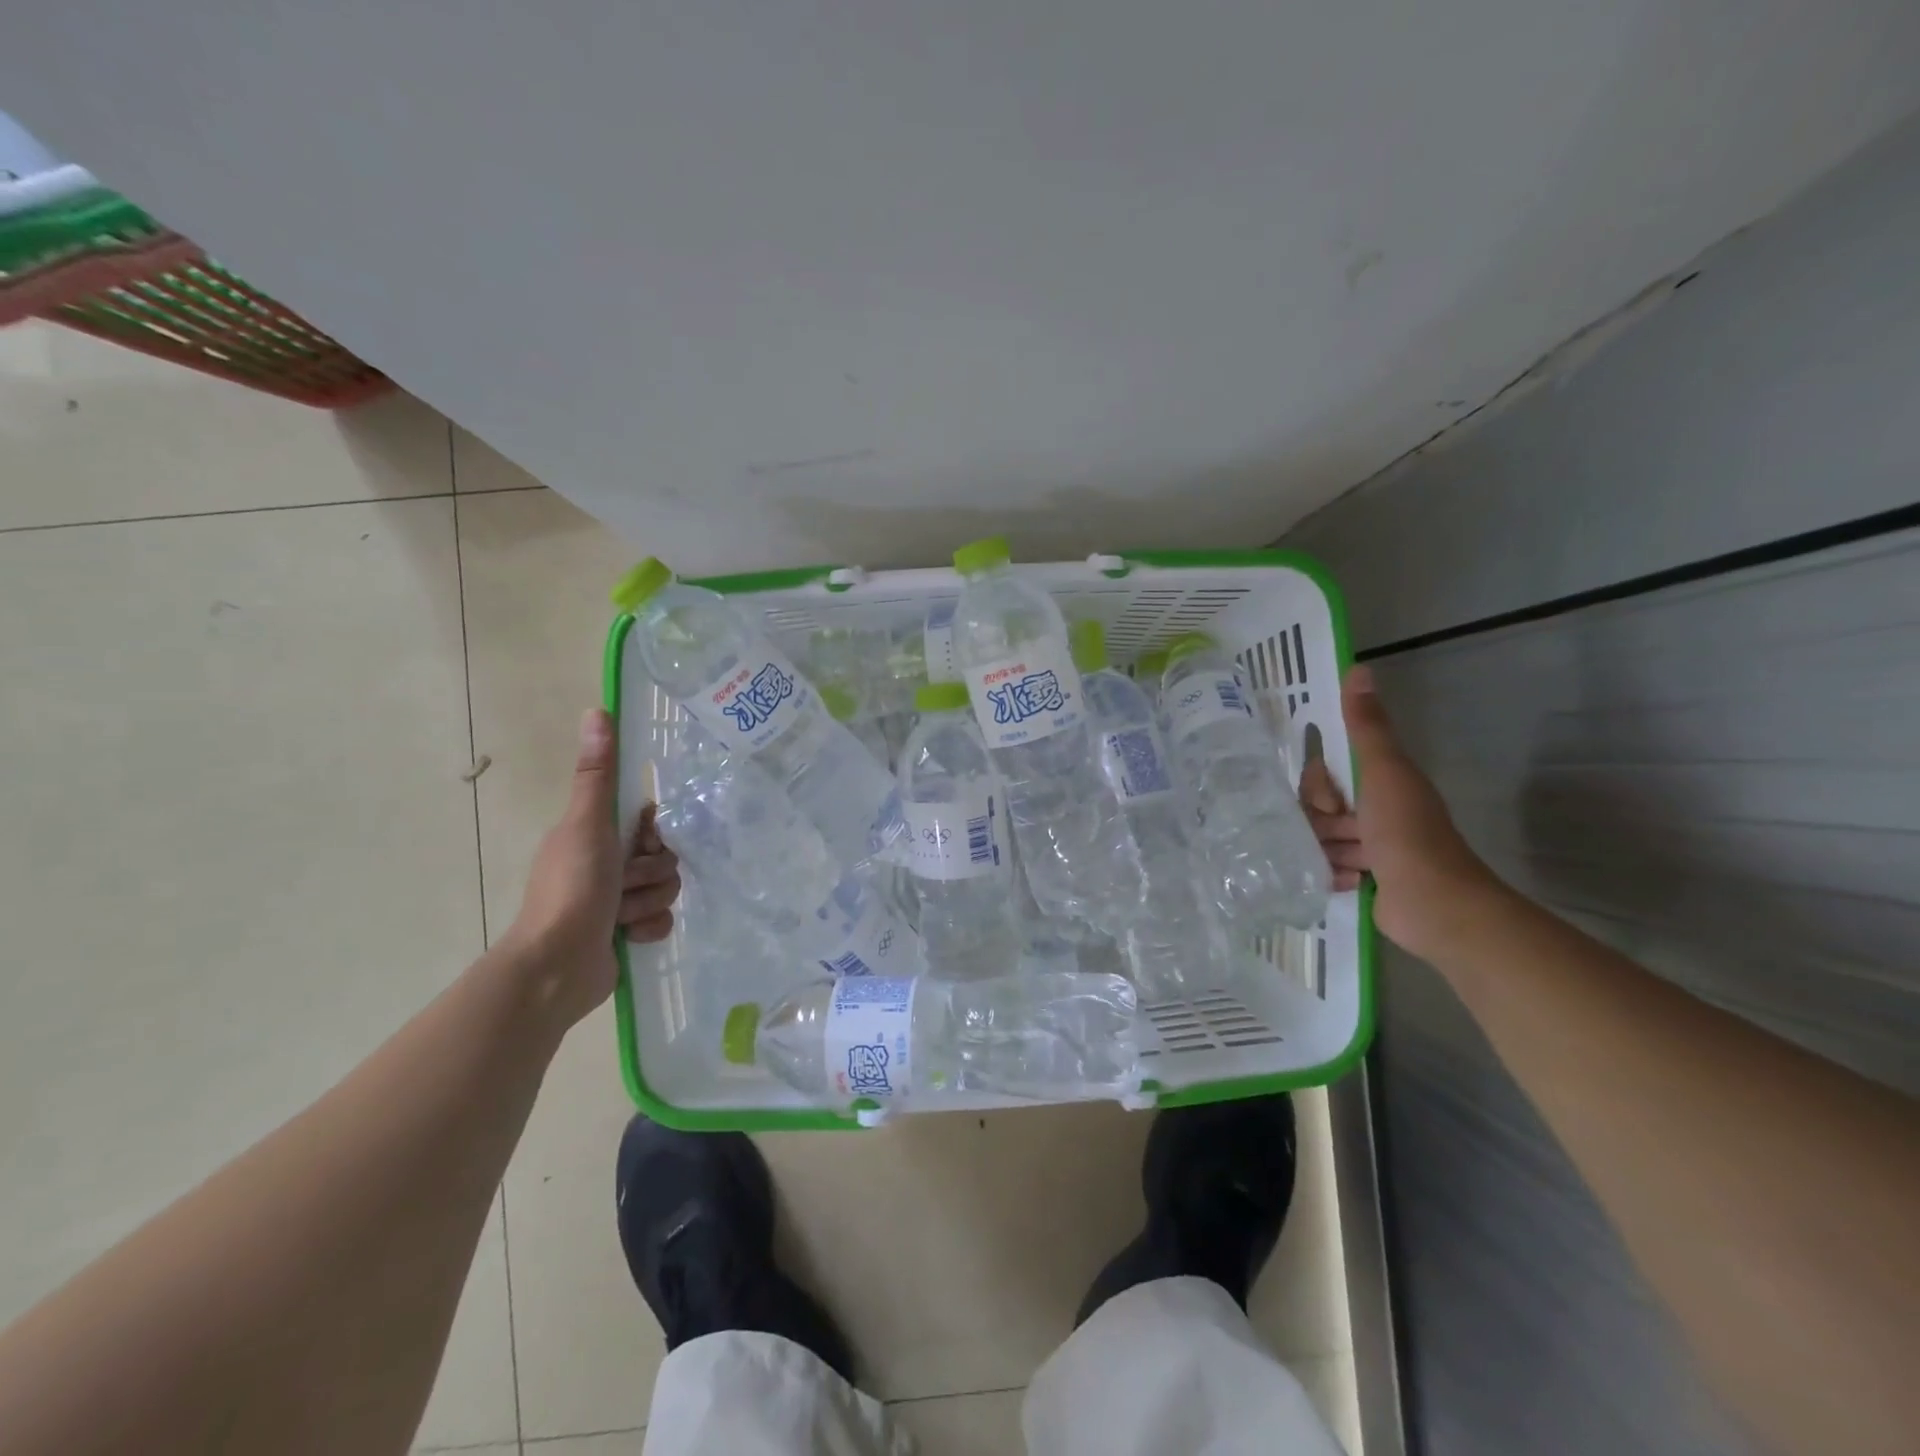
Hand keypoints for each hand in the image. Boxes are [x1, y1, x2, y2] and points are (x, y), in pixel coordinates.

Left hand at [502, 708, 680, 1026]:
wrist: (557, 966)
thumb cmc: (572, 889)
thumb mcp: (588, 825)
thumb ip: (597, 774)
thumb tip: (597, 710)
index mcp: (596, 835)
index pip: (650, 822)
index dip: (653, 833)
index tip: (641, 843)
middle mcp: (606, 864)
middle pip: (664, 857)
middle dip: (651, 873)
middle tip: (624, 883)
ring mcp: (617, 901)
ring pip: (666, 889)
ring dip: (648, 902)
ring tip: (621, 916)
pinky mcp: (626, 933)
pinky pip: (662, 921)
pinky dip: (647, 929)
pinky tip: (627, 937)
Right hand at [1302, 666, 1504, 958]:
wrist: (1435, 904)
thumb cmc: (1406, 833)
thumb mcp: (1383, 772)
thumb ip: (1366, 726)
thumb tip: (1358, 668)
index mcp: (1381, 780)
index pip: (1325, 772)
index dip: (1320, 784)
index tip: (1331, 800)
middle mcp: (1375, 810)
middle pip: (1319, 806)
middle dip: (1321, 821)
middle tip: (1341, 833)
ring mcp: (1371, 846)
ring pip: (1322, 837)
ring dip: (1327, 850)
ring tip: (1348, 863)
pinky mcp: (1366, 878)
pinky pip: (1329, 866)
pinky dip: (1334, 873)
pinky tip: (1348, 881)